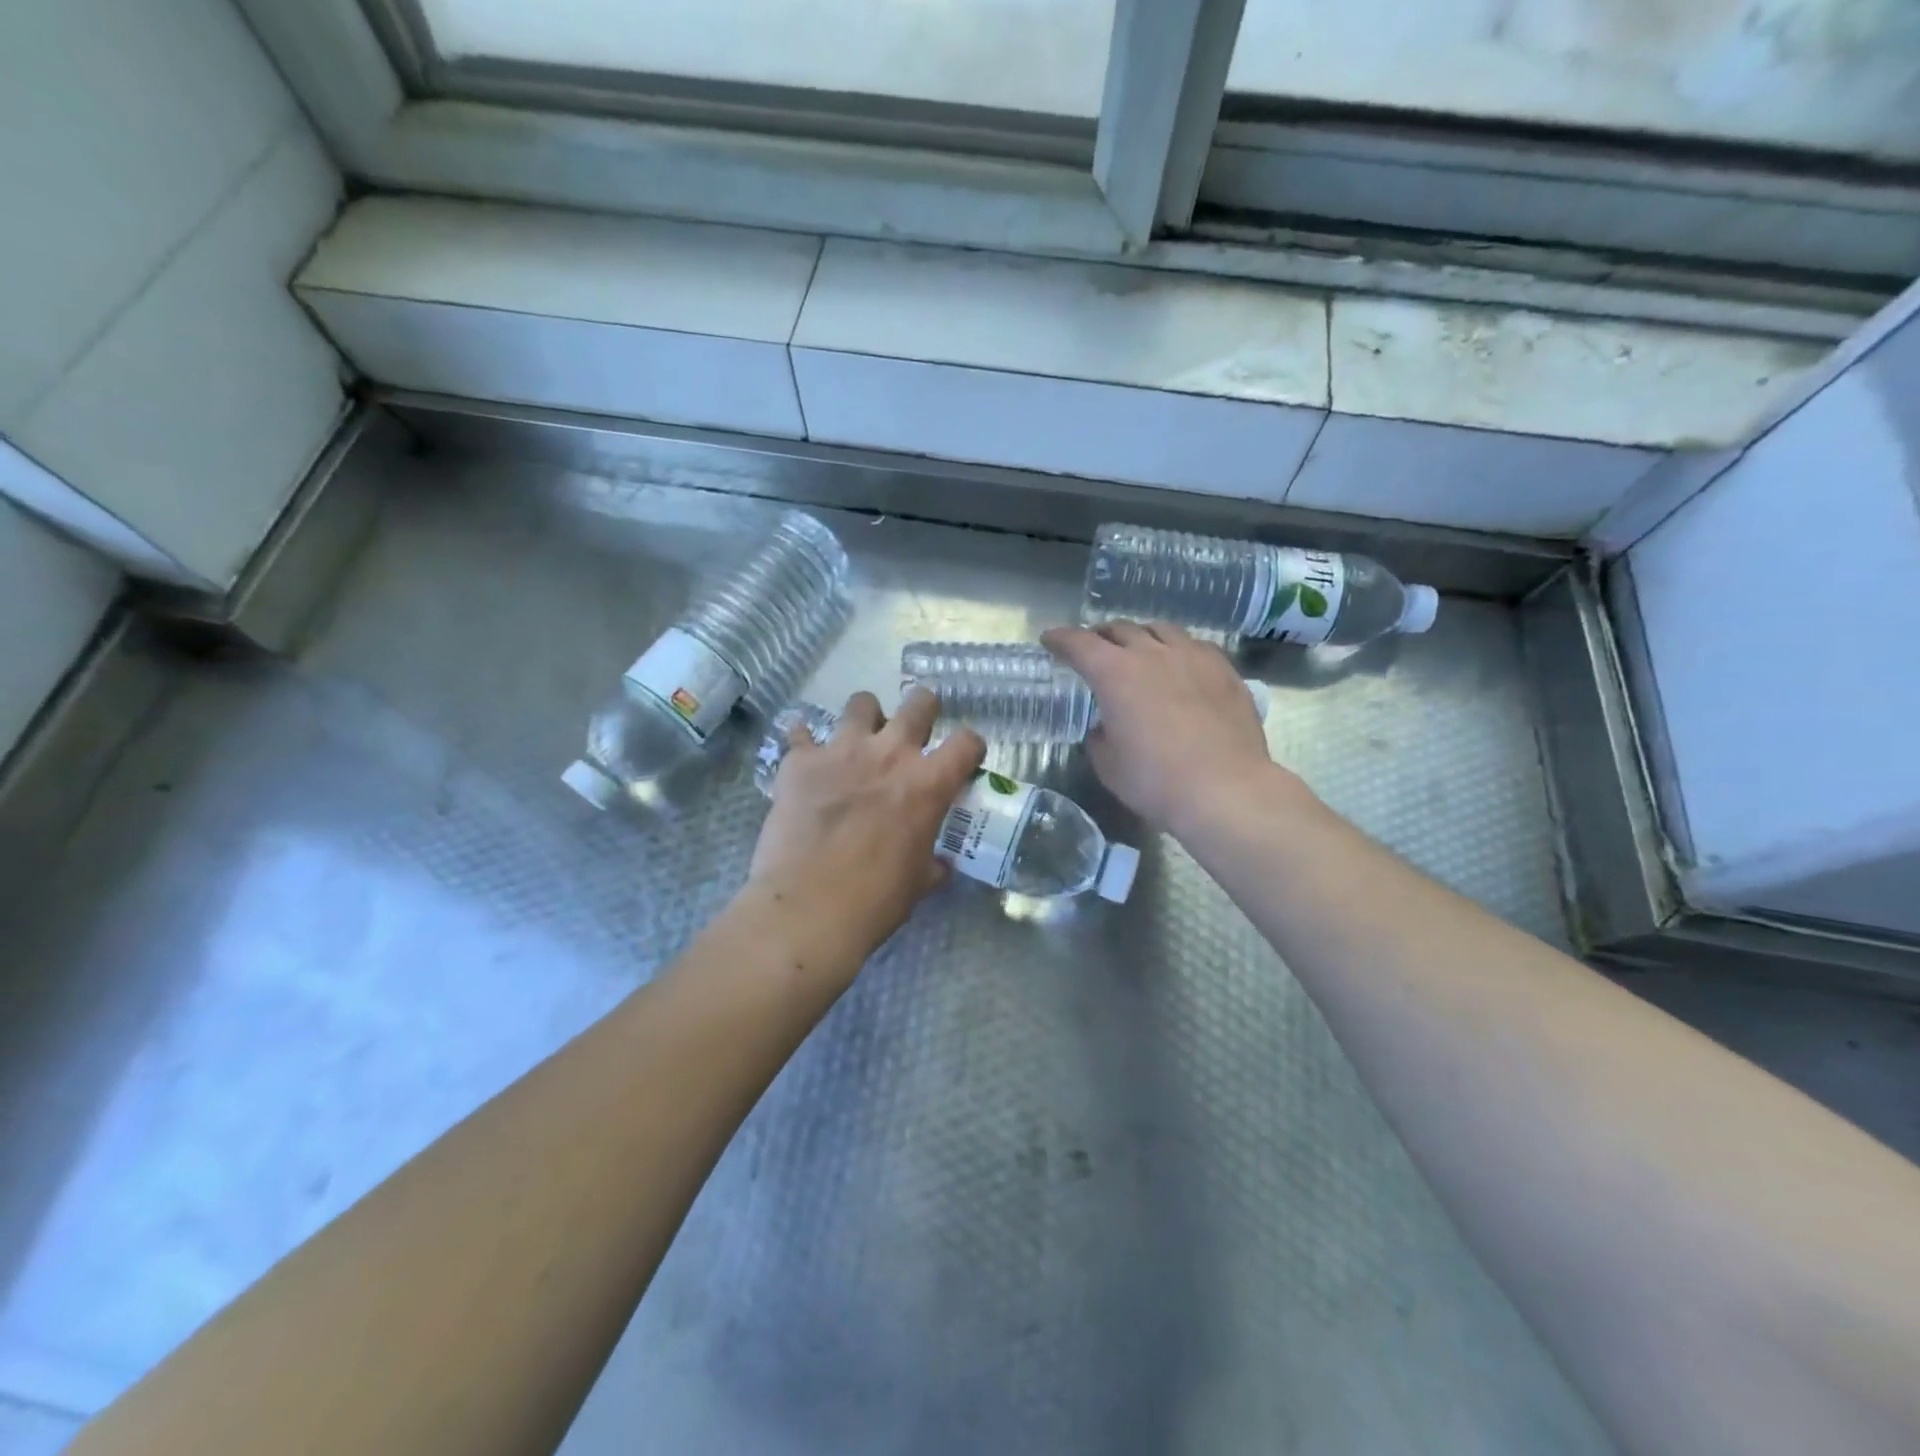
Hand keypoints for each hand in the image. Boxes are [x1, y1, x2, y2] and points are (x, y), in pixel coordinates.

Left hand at [745, 688, 985, 974]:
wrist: (807, 909)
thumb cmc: (875, 901)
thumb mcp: (918, 882)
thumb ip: (933, 863)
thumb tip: (940, 865)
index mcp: (928, 783)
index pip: (967, 742)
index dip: (970, 747)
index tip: (964, 758)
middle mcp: (890, 754)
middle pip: (918, 703)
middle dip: (923, 709)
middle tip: (915, 729)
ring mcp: (842, 751)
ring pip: (861, 703)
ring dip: (865, 718)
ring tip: (859, 738)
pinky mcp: (800, 761)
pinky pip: (800, 732)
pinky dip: (804, 741)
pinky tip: (804, 756)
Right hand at [1043, 621, 1297, 832]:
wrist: (1225, 789)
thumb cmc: (1155, 780)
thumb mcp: (1108, 764)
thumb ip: (1100, 736)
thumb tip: (1106, 726)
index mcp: (1115, 673)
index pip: (1079, 643)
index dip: (1061, 639)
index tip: (1050, 640)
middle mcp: (1152, 653)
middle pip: (1120, 629)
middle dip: (1101, 636)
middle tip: (1094, 648)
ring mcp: (1193, 657)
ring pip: (1161, 630)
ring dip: (1142, 637)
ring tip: (1139, 650)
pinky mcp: (1224, 670)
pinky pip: (1195, 646)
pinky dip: (1177, 650)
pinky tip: (1181, 666)